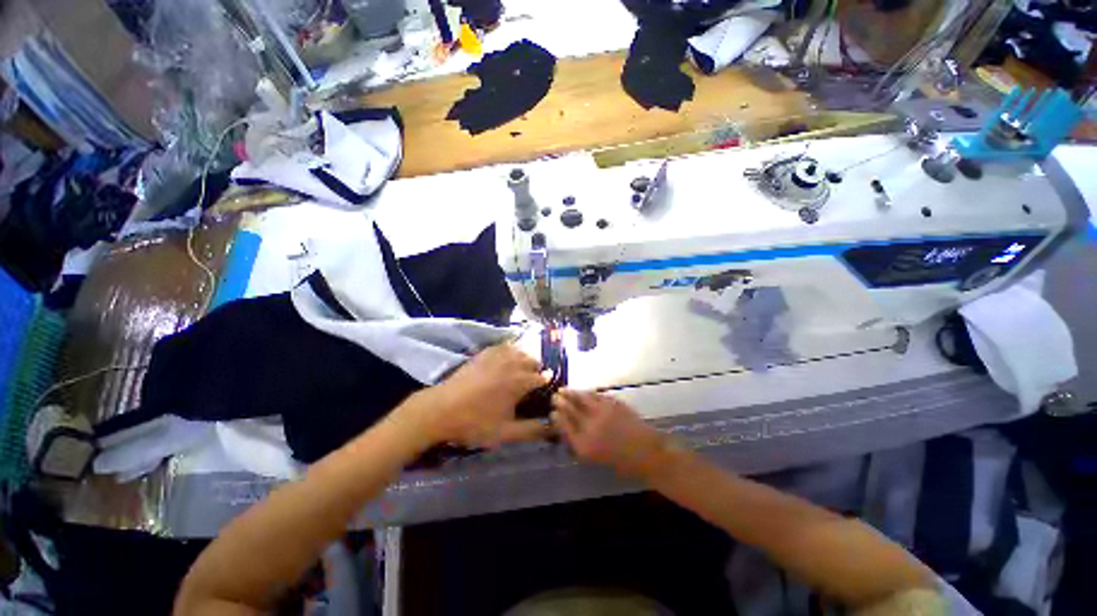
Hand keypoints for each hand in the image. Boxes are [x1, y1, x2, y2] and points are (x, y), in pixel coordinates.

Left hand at [409, 344, 550, 448]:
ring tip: (521, 372)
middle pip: (533, 361)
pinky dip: (510, 351)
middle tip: (531, 386)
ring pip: (520, 351)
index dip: (546, 385)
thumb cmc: (475, 422)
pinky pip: (504, 346)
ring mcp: (497, 356)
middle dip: (537, 371)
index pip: (543, 377)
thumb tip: (553, 427)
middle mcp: (512, 363)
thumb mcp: (506, 433)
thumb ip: (532, 430)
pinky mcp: (484, 353)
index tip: (545, 393)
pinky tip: (507, 360)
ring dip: (525, 360)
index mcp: (520, 381)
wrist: (441, 410)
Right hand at [551, 390, 671, 477]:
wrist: (647, 453)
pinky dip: (588, 393)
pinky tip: (585, 393)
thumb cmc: (620, 462)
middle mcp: (590, 426)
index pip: (564, 425)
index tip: (552, 411)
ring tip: (565, 390)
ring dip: (572, 393)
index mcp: (583, 444)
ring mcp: (602, 412)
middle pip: (571, 409)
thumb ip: (579, 443)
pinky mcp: (614, 403)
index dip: (557, 417)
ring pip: (583, 398)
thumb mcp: (594, 458)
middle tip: (555, 395)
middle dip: (561, 401)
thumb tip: (567, 430)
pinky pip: (596, 395)